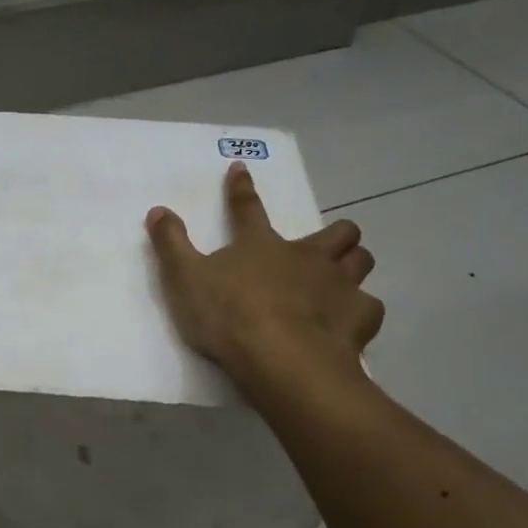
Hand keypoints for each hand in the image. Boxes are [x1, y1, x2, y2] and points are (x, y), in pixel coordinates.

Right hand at [147, 161, 383, 387]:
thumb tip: (158, 210)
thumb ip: (171, 244)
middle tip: (323, 247)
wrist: (280, 359)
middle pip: (337, 231)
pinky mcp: (359, 317)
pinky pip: (369, 307)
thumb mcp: (184, 279)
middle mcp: (307, 257)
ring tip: (341, 280)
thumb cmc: (227, 316)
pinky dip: (359, 312)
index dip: (241, 188)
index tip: (240, 169)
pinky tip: (348, 324)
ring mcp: (338, 285)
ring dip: (353, 265)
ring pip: (362, 260)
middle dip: (335, 233)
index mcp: (261, 245)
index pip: (247, 208)